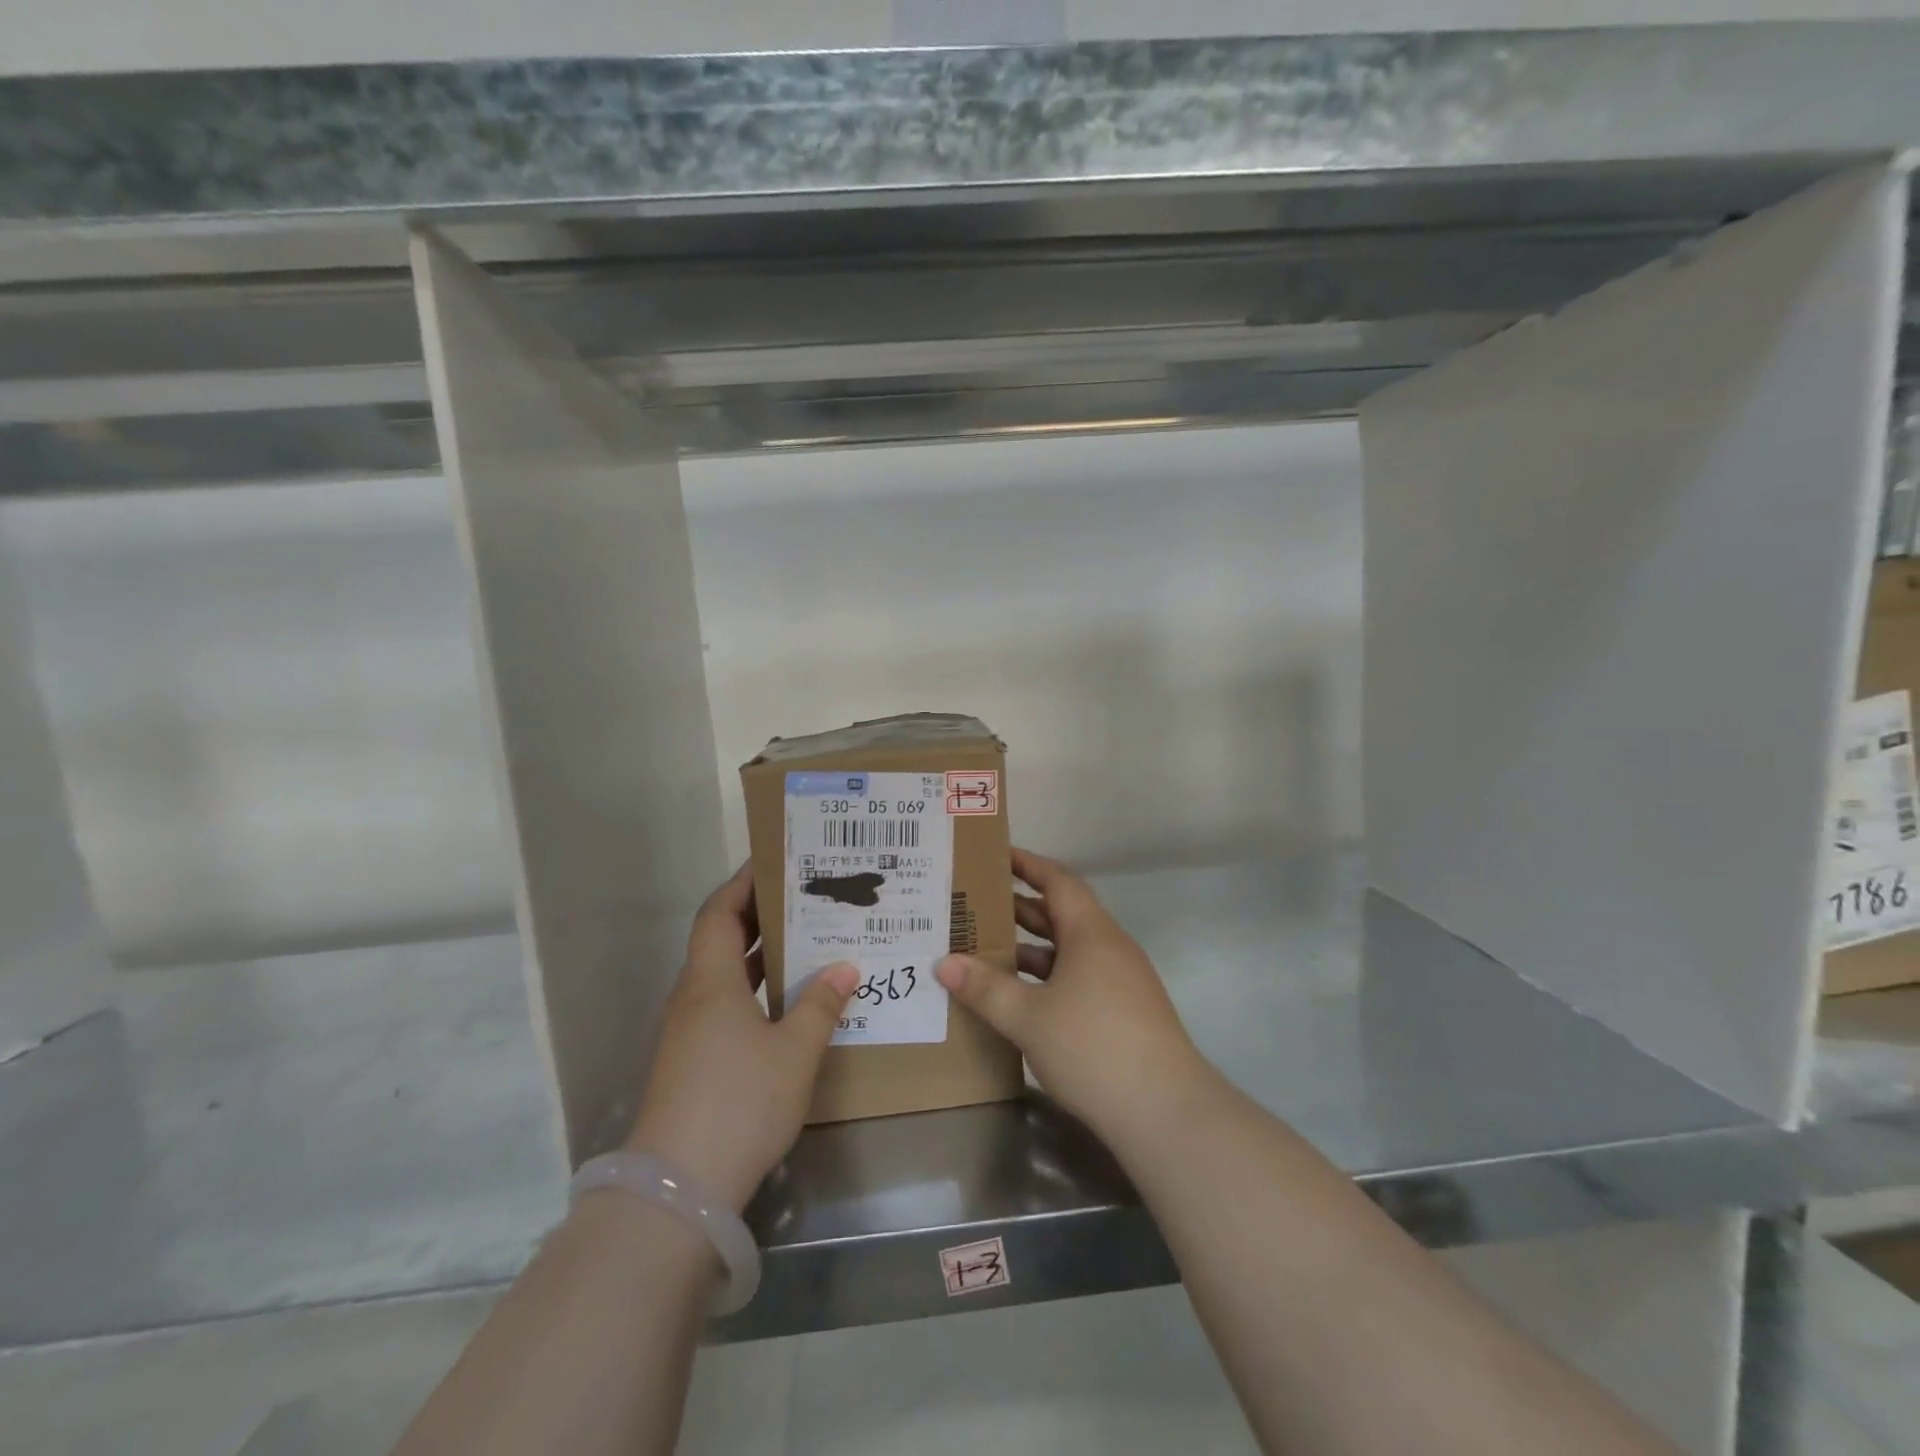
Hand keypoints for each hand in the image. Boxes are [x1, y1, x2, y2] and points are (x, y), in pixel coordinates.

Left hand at [626, 863, 856, 1211]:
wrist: (679, 1191)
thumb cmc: (740, 1102)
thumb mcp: (794, 1051)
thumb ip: (820, 1005)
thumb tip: (843, 967)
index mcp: (710, 981)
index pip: (719, 912)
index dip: (743, 882)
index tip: (775, 862)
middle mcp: (693, 998)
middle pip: (720, 939)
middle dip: (758, 914)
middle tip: (804, 897)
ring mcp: (689, 1032)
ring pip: (724, 975)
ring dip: (758, 954)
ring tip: (805, 940)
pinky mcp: (693, 1062)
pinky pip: (726, 1005)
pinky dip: (755, 990)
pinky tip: (789, 1002)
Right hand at [936, 848, 1215, 1145]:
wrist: (1165, 1112)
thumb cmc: (1093, 1047)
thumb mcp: (1028, 1017)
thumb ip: (985, 988)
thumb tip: (944, 964)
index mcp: (1091, 932)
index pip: (1057, 880)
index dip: (1027, 864)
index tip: (995, 855)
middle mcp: (1109, 947)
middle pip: (1061, 914)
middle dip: (1019, 907)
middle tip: (975, 904)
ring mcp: (1121, 980)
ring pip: (1069, 950)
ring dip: (1031, 947)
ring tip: (986, 949)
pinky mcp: (1125, 1011)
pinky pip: (1079, 977)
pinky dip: (1048, 977)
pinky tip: (1021, 998)